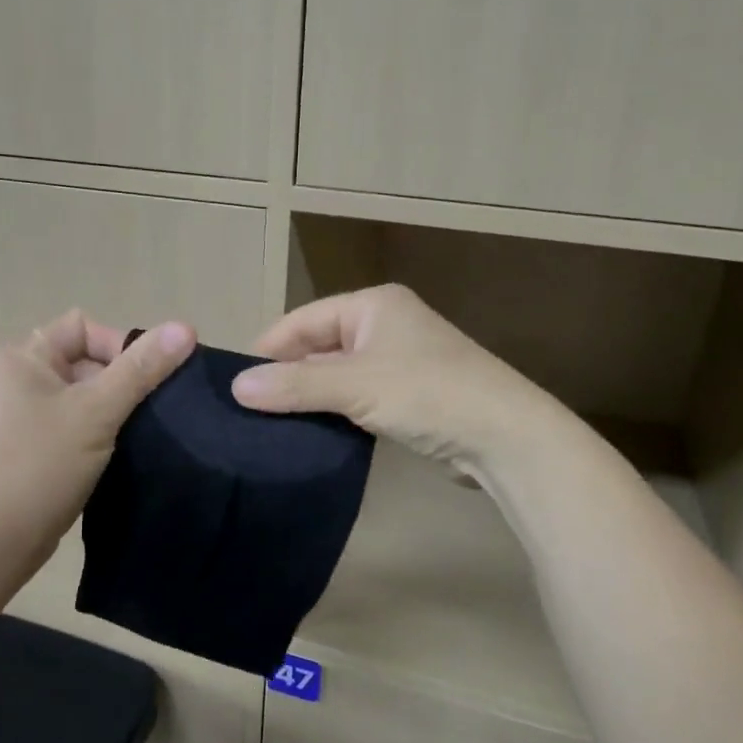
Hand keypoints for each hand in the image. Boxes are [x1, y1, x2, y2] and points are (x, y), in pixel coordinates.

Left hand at [0, 310, 195, 581]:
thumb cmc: (43, 465)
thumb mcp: (98, 411)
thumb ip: (142, 368)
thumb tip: (186, 327)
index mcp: (22, 357)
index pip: (84, 327)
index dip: (120, 346)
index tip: (144, 381)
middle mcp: (17, 378)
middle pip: (86, 359)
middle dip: (120, 381)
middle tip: (146, 411)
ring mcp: (21, 414)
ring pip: (84, 394)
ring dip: (113, 408)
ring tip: (137, 432)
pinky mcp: (30, 445)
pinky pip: (74, 421)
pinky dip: (98, 430)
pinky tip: (119, 451)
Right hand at [231, 284, 544, 469]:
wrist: (506, 437)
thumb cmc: (428, 393)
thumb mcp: (355, 385)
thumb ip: (295, 385)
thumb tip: (237, 388)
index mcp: (371, 305)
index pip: (302, 320)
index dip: (267, 350)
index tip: (235, 385)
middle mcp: (383, 325)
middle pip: (317, 346)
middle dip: (286, 376)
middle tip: (248, 410)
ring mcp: (398, 361)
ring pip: (336, 375)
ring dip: (308, 397)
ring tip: (269, 425)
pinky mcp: (407, 396)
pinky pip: (356, 397)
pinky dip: (334, 412)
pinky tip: (309, 434)